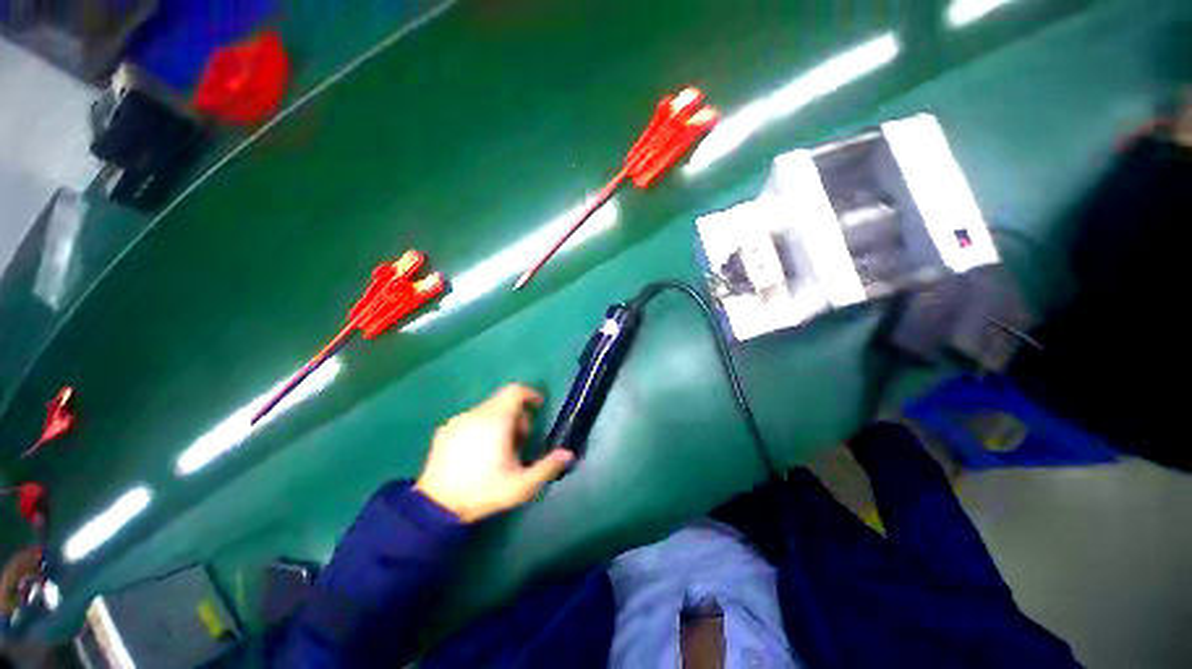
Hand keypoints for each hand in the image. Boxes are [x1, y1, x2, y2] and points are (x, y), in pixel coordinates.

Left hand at [415, 385, 572, 522]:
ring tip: (498, 450)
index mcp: (497, 419)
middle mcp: (476, 413)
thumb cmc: (484, 491)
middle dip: (517, 416)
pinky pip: (471, 420)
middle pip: (504, 401)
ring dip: (499, 422)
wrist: (436, 506)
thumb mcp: (522, 485)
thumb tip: (568, 453)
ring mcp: (458, 420)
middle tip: (519, 441)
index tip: (538, 408)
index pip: (516, 391)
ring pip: (487, 410)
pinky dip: (481, 427)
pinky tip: (477, 453)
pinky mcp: (445, 430)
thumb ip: (547, 467)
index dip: (530, 395)